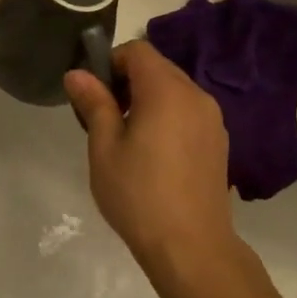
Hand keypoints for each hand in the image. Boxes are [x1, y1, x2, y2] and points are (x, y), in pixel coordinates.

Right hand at [65, 41, 240, 286]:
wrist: (191, 246)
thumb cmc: (138, 194)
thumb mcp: (104, 147)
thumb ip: (93, 103)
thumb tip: (76, 74)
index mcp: (167, 90)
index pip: (137, 50)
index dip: (111, 63)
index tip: (94, 95)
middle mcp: (196, 95)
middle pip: (158, 68)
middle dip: (128, 82)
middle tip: (105, 119)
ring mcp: (213, 119)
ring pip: (174, 91)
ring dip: (148, 100)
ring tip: (128, 140)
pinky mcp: (219, 142)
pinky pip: (188, 112)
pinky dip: (168, 117)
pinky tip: (154, 155)